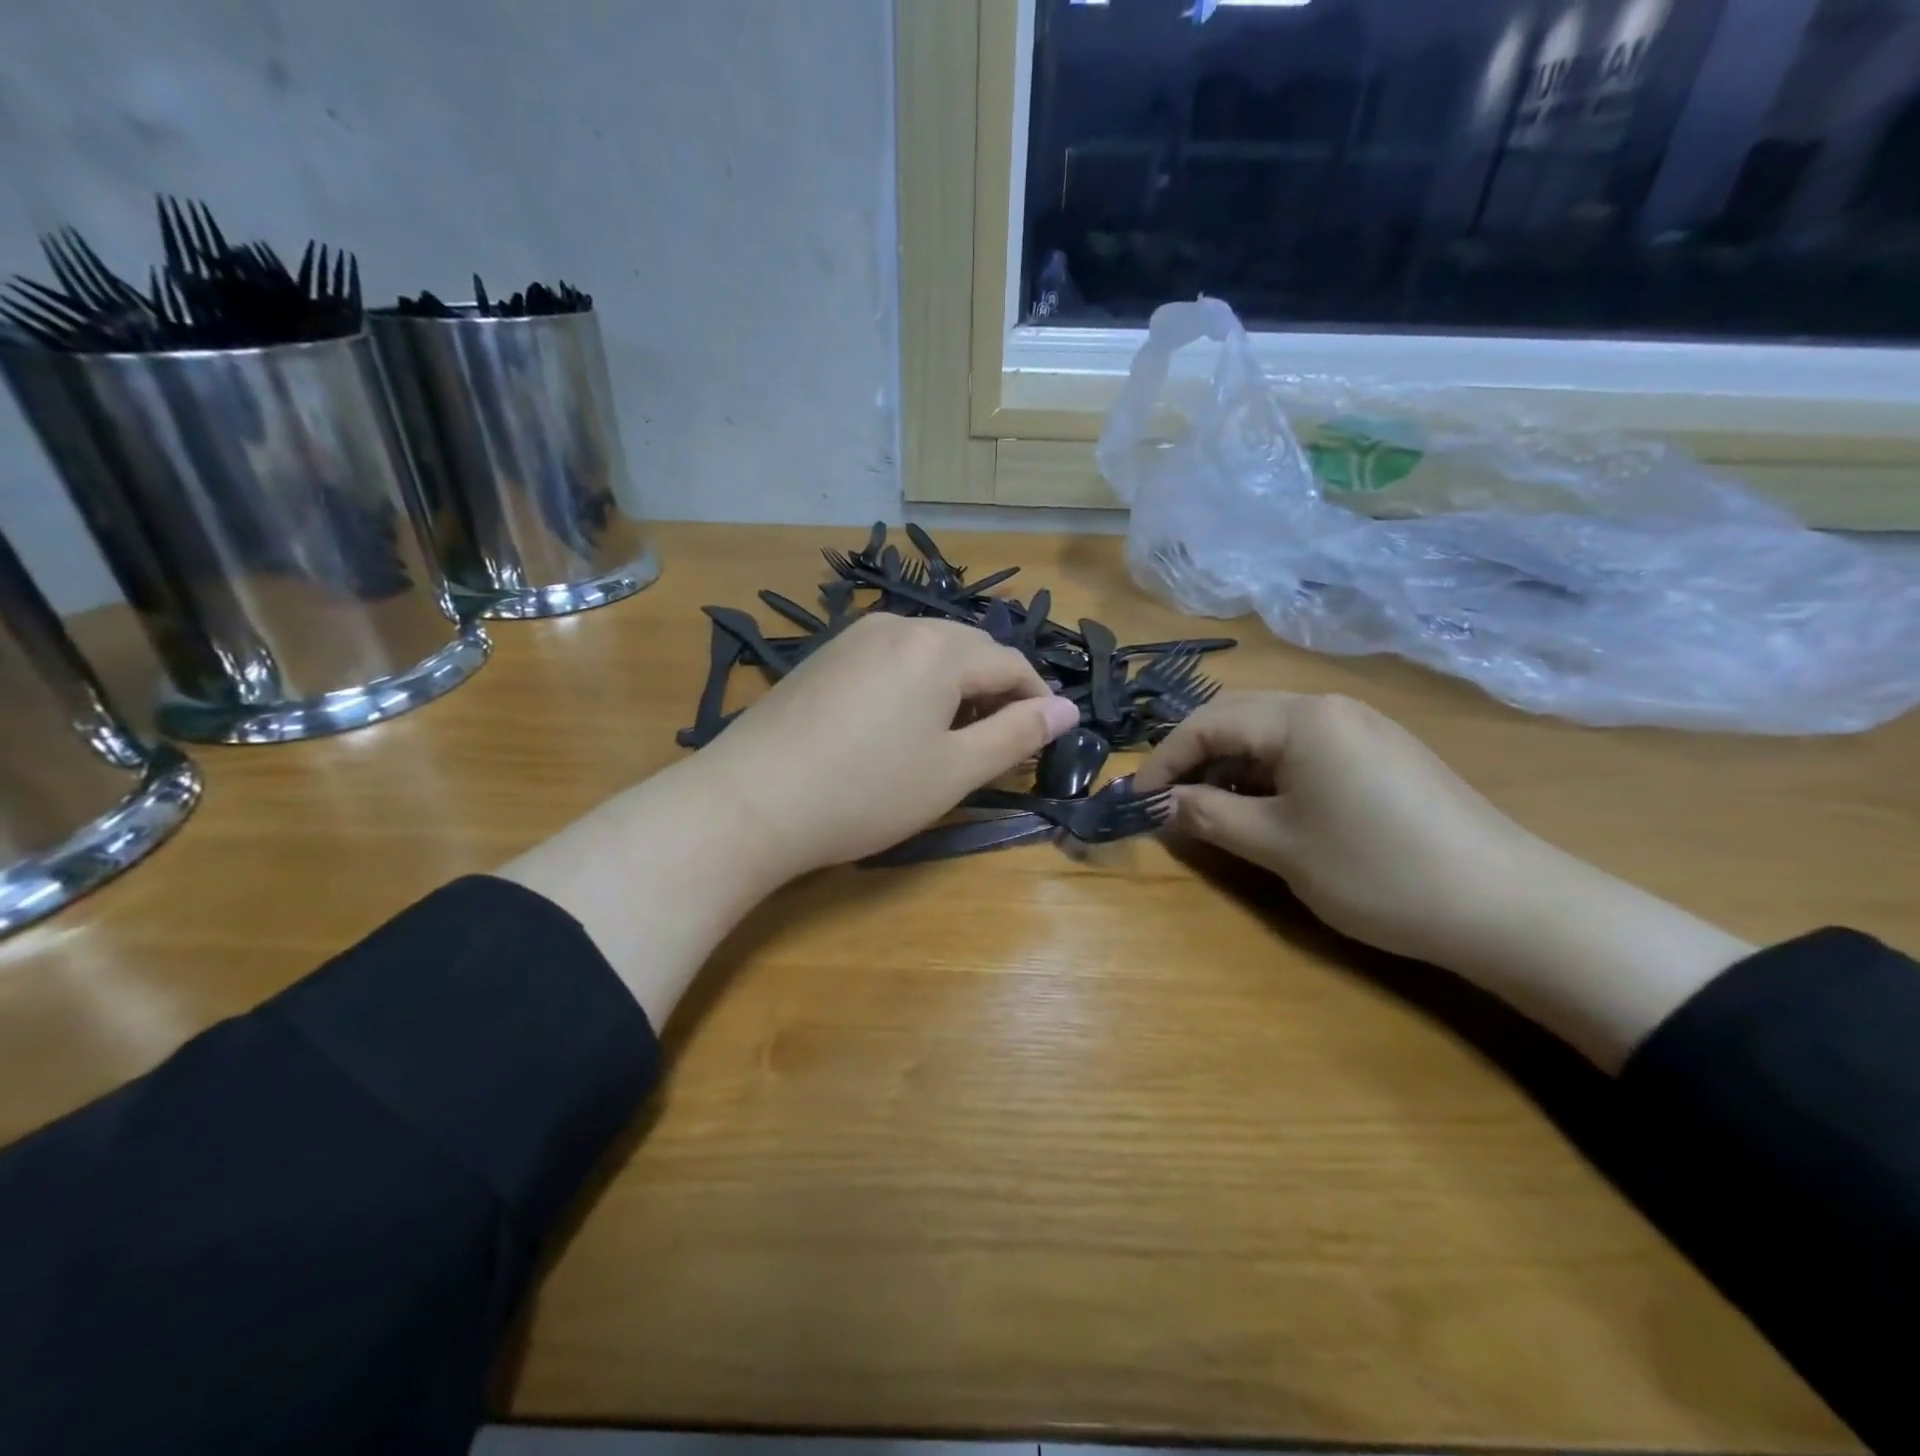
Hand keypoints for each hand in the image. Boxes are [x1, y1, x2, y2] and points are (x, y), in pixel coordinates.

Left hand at [693, 614, 1080, 876]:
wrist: (750, 801)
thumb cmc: (866, 792)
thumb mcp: (954, 772)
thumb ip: (1016, 736)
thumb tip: (1067, 709)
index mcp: (939, 648)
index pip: (1011, 664)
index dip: (1037, 700)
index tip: (1045, 738)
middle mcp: (898, 625)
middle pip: (970, 649)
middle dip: (997, 689)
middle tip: (1001, 741)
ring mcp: (854, 636)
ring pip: (928, 651)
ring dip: (955, 685)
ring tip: (953, 734)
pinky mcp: (824, 656)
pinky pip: (890, 657)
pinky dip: (914, 683)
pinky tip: (899, 722)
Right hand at [1136, 693, 1751, 1069]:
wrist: (1508, 906)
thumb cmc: (1377, 871)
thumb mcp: (1278, 846)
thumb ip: (1210, 816)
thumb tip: (1164, 803)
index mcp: (1302, 718)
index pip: (1208, 723)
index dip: (1164, 761)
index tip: (1137, 801)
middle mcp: (1331, 707)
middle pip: (1238, 718)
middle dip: (1195, 757)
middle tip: (1170, 802)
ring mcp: (1363, 729)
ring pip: (1272, 734)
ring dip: (1233, 767)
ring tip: (1214, 811)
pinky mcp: (1384, 755)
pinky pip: (1307, 750)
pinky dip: (1271, 775)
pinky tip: (1270, 811)